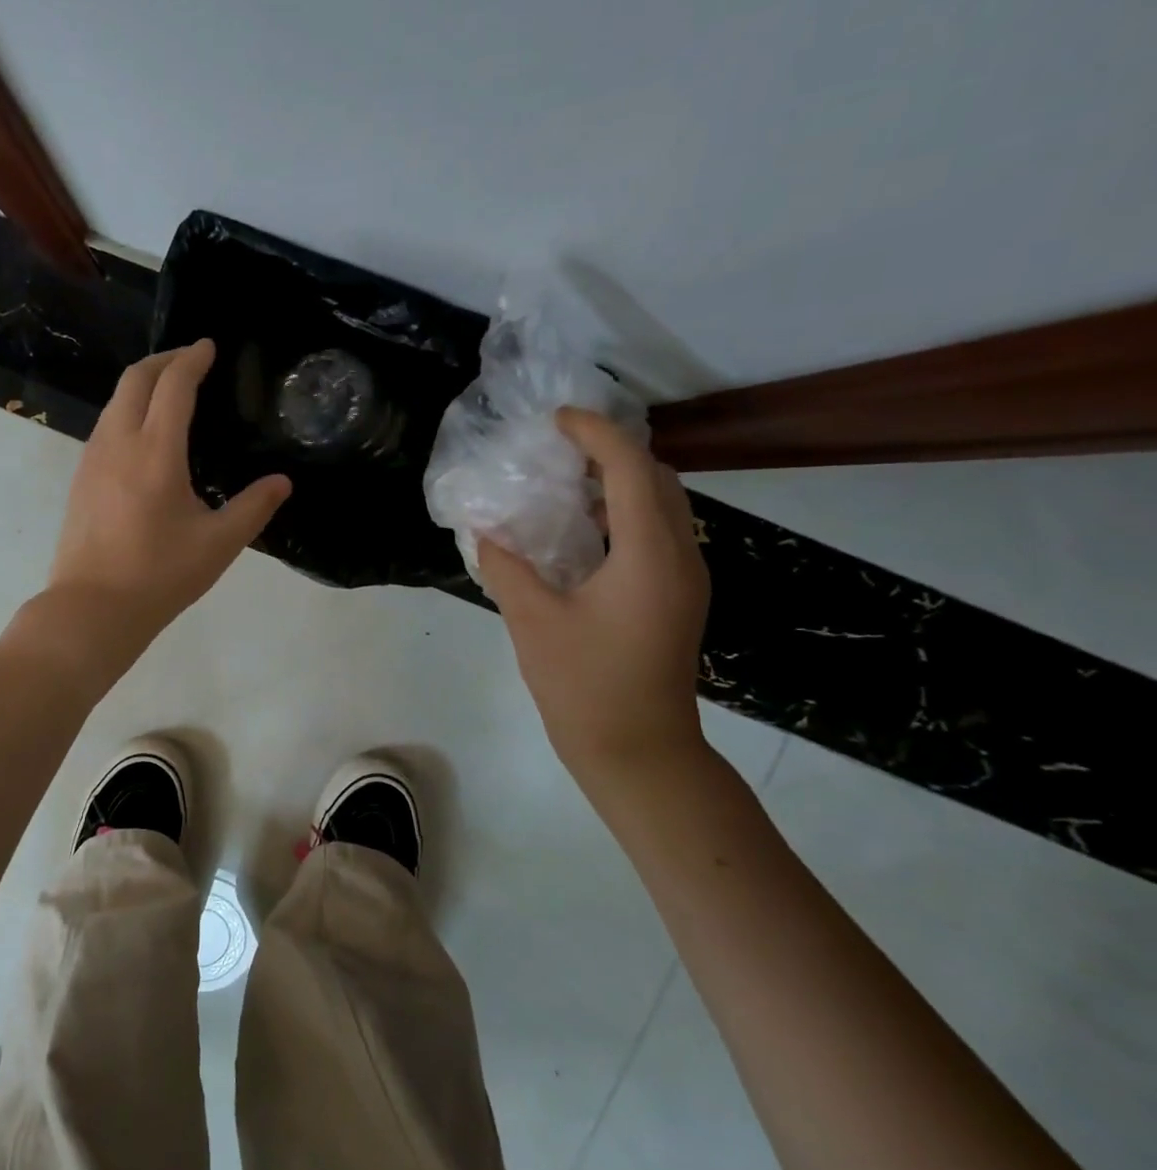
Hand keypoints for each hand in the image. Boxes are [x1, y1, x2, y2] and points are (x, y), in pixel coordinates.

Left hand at [40, 340, 290, 668]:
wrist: (92, 608)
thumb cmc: (159, 575)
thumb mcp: (218, 544)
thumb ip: (254, 508)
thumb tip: (282, 482)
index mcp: (155, 451)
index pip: (173, 385)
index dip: (192, 359)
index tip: (208, 347)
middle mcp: (118, 442)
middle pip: (135, 379)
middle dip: (164, 360)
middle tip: (190, 359)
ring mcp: (92, 459)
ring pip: (115, 401)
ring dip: (142, 384)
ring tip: (169, 391)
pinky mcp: (80, 478)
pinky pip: (105, 425)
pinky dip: (127, 410)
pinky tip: (143, 434)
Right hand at [478, 408, 709, 788]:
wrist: (638, 749)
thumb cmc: (585, 684)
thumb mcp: (533, 621)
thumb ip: (506, 567)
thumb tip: (484, 531)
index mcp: (648, 555)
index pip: (630, 469)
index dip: (595, 434)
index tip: (556, 420)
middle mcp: (679, 556)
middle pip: (658, 478)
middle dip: (612, 450)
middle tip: (559, 448)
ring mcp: (685, 577)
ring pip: (663, 504)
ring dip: (620, 480)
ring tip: (566, 479)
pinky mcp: (677, 596)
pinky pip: (658, 531)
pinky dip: (624, 511)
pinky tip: (582, 529)